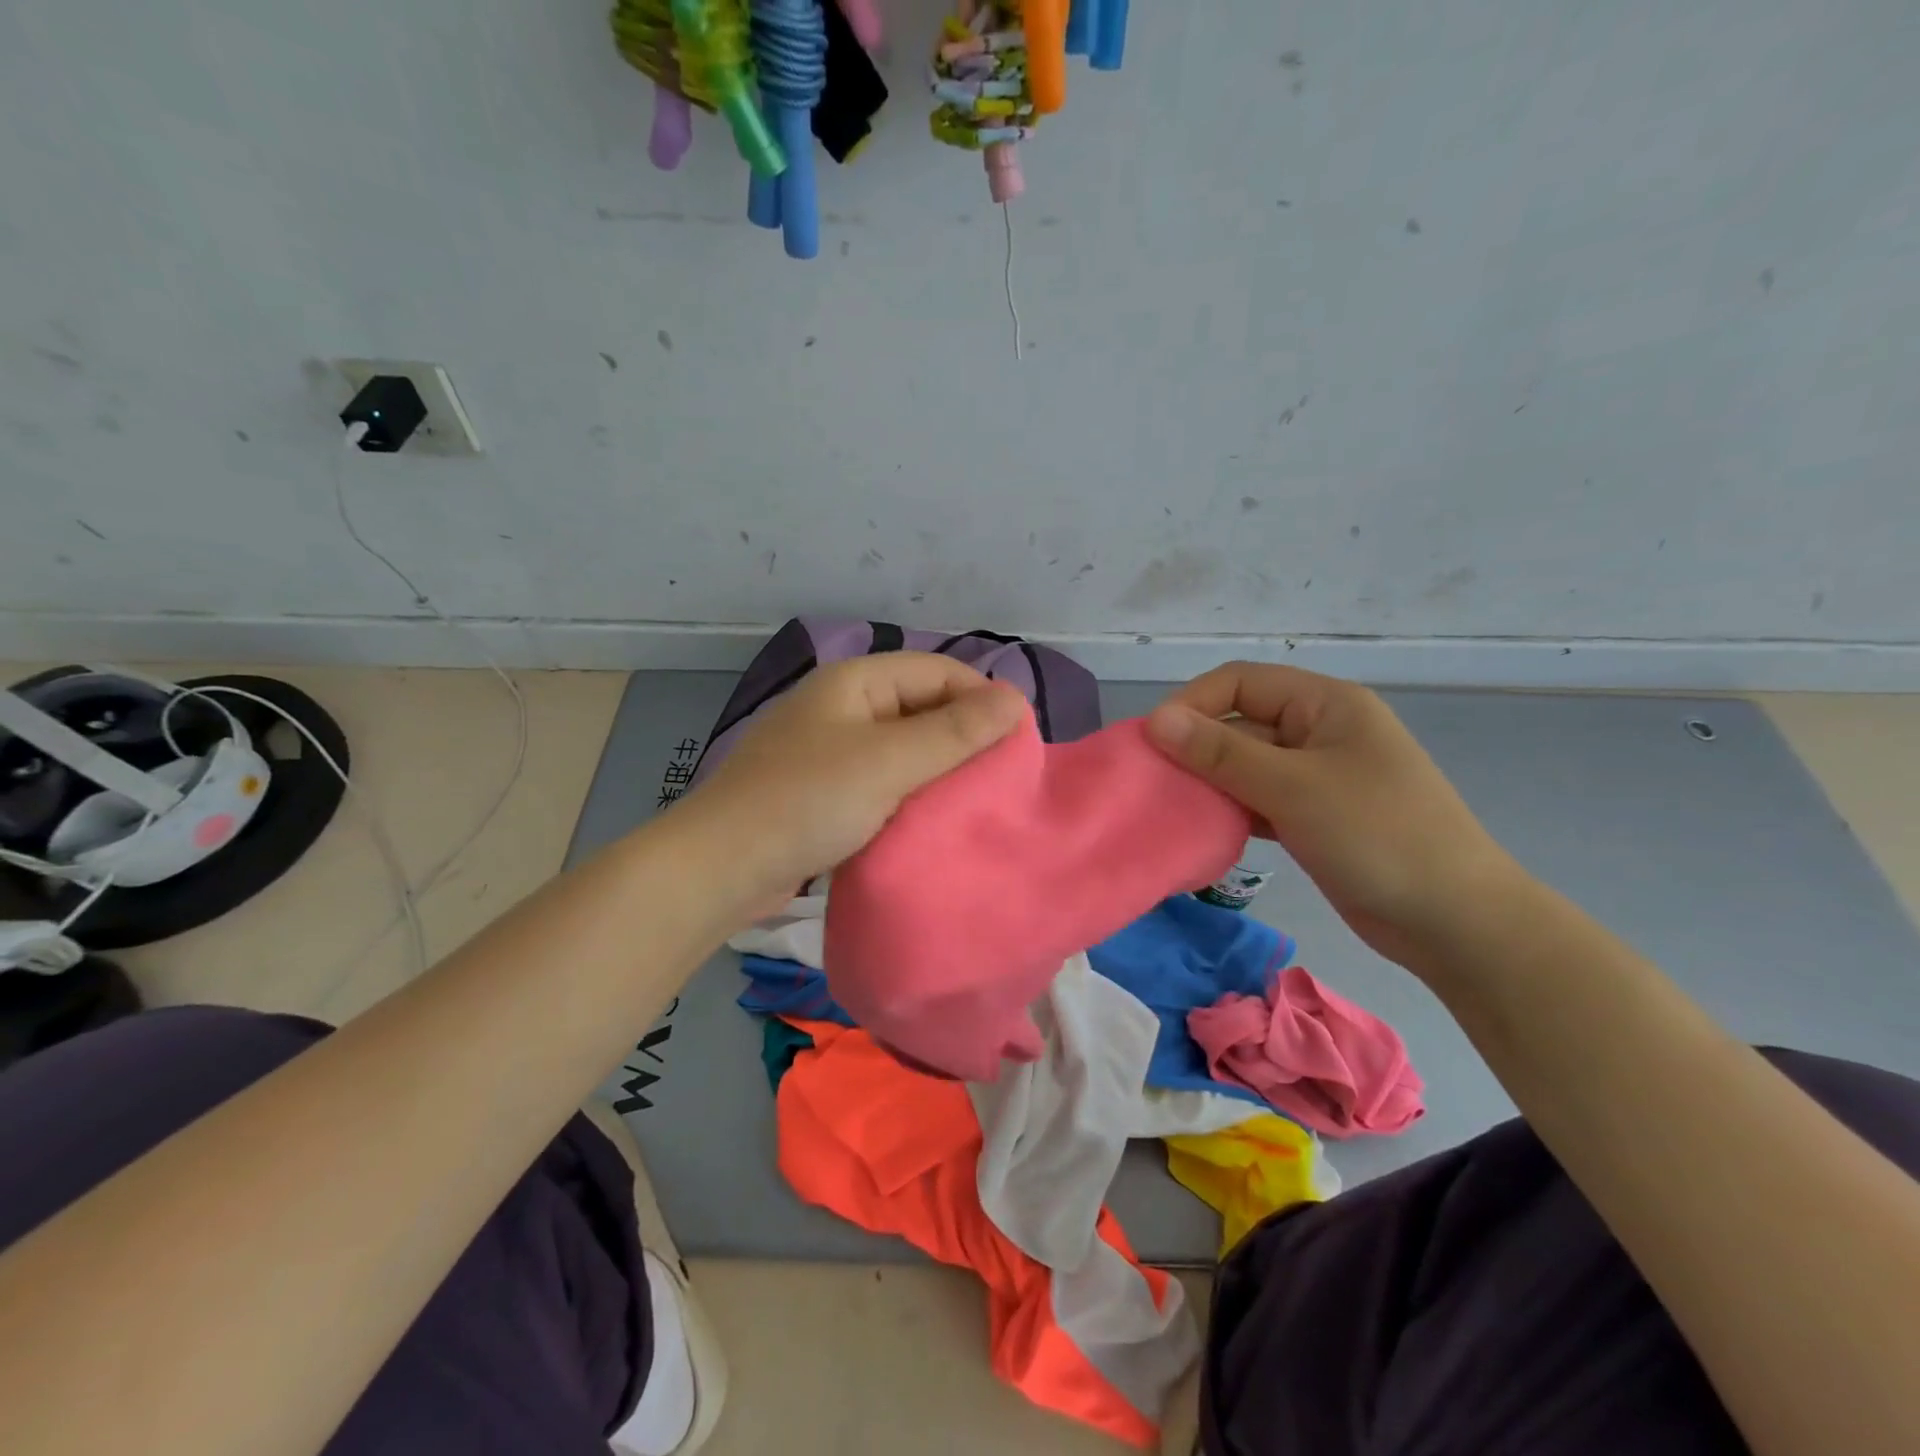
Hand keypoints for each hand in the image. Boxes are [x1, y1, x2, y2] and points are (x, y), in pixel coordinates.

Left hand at [683, 652, 1027, 909]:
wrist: (721, 868)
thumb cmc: (807, 801)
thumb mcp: (889, 761)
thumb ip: (955, 731)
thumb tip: (1016, 698)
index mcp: (856, 682)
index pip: (939, 671)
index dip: (982, 699)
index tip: (1019, 743)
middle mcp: (845, 707)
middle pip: (922, 708)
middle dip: (963, 737)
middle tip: (1004, 779)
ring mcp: (831, 751)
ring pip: (904, 749)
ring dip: (939, 771)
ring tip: (978, 802)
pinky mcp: (824, 792)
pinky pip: (882, 782)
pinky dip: (911, 795)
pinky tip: (934, 822)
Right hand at [1146, 662, 1525, 973]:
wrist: (1456, 922)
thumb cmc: (1378, 836)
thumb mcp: (1293, 788)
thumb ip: (1221, 752)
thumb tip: (1155, 719)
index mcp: (1325, 704)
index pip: (1240, 683)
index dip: (1192, 704)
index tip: (1152, 743)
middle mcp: (1319, 731)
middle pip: (1240, 723)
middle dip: (1196, 749)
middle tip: (1153, 784)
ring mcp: (1318, 776)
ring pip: (1245, 765)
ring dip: (1210, 782)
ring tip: (1172, 808)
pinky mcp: (1314, 816)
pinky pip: (1258, 799)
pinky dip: (1231, 810)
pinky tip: (1205, 830)